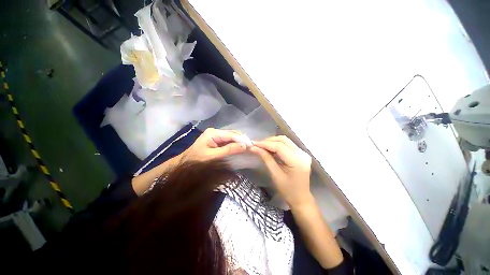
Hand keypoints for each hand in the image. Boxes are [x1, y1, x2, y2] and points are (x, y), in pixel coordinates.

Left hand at [180, 128, 247, 161]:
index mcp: (213, 133)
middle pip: (233, 134)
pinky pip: (229, 141)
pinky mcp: (217, 141)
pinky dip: (235, 145)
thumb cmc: (196, 161)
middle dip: (242, 140)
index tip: (251, 146)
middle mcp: (216, 132)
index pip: (231, 135)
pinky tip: (240, 149)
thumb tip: (244, 146)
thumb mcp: (212, 156)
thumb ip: (228, 150)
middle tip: (251, 148)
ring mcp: (217, 136)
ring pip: (232, 137)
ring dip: (240, 143)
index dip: (242, 140)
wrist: (185, 165)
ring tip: (248, 149)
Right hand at [250, 136, 312, 207]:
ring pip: (285, 140)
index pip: (279, 146)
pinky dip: (278, 144)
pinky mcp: (301, 153)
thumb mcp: (275, 174)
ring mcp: (303, 153)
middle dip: (269, 141)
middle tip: (257, 145)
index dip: (265, 143)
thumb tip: (254, 148)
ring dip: (273, 141)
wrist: (301, 198)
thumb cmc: (287, 190)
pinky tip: (270, 148)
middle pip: (283, 140)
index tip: (253, 144)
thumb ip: (266, 158)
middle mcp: (302, 154)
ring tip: (262, 146)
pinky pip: (288, 144)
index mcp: (297, 161)